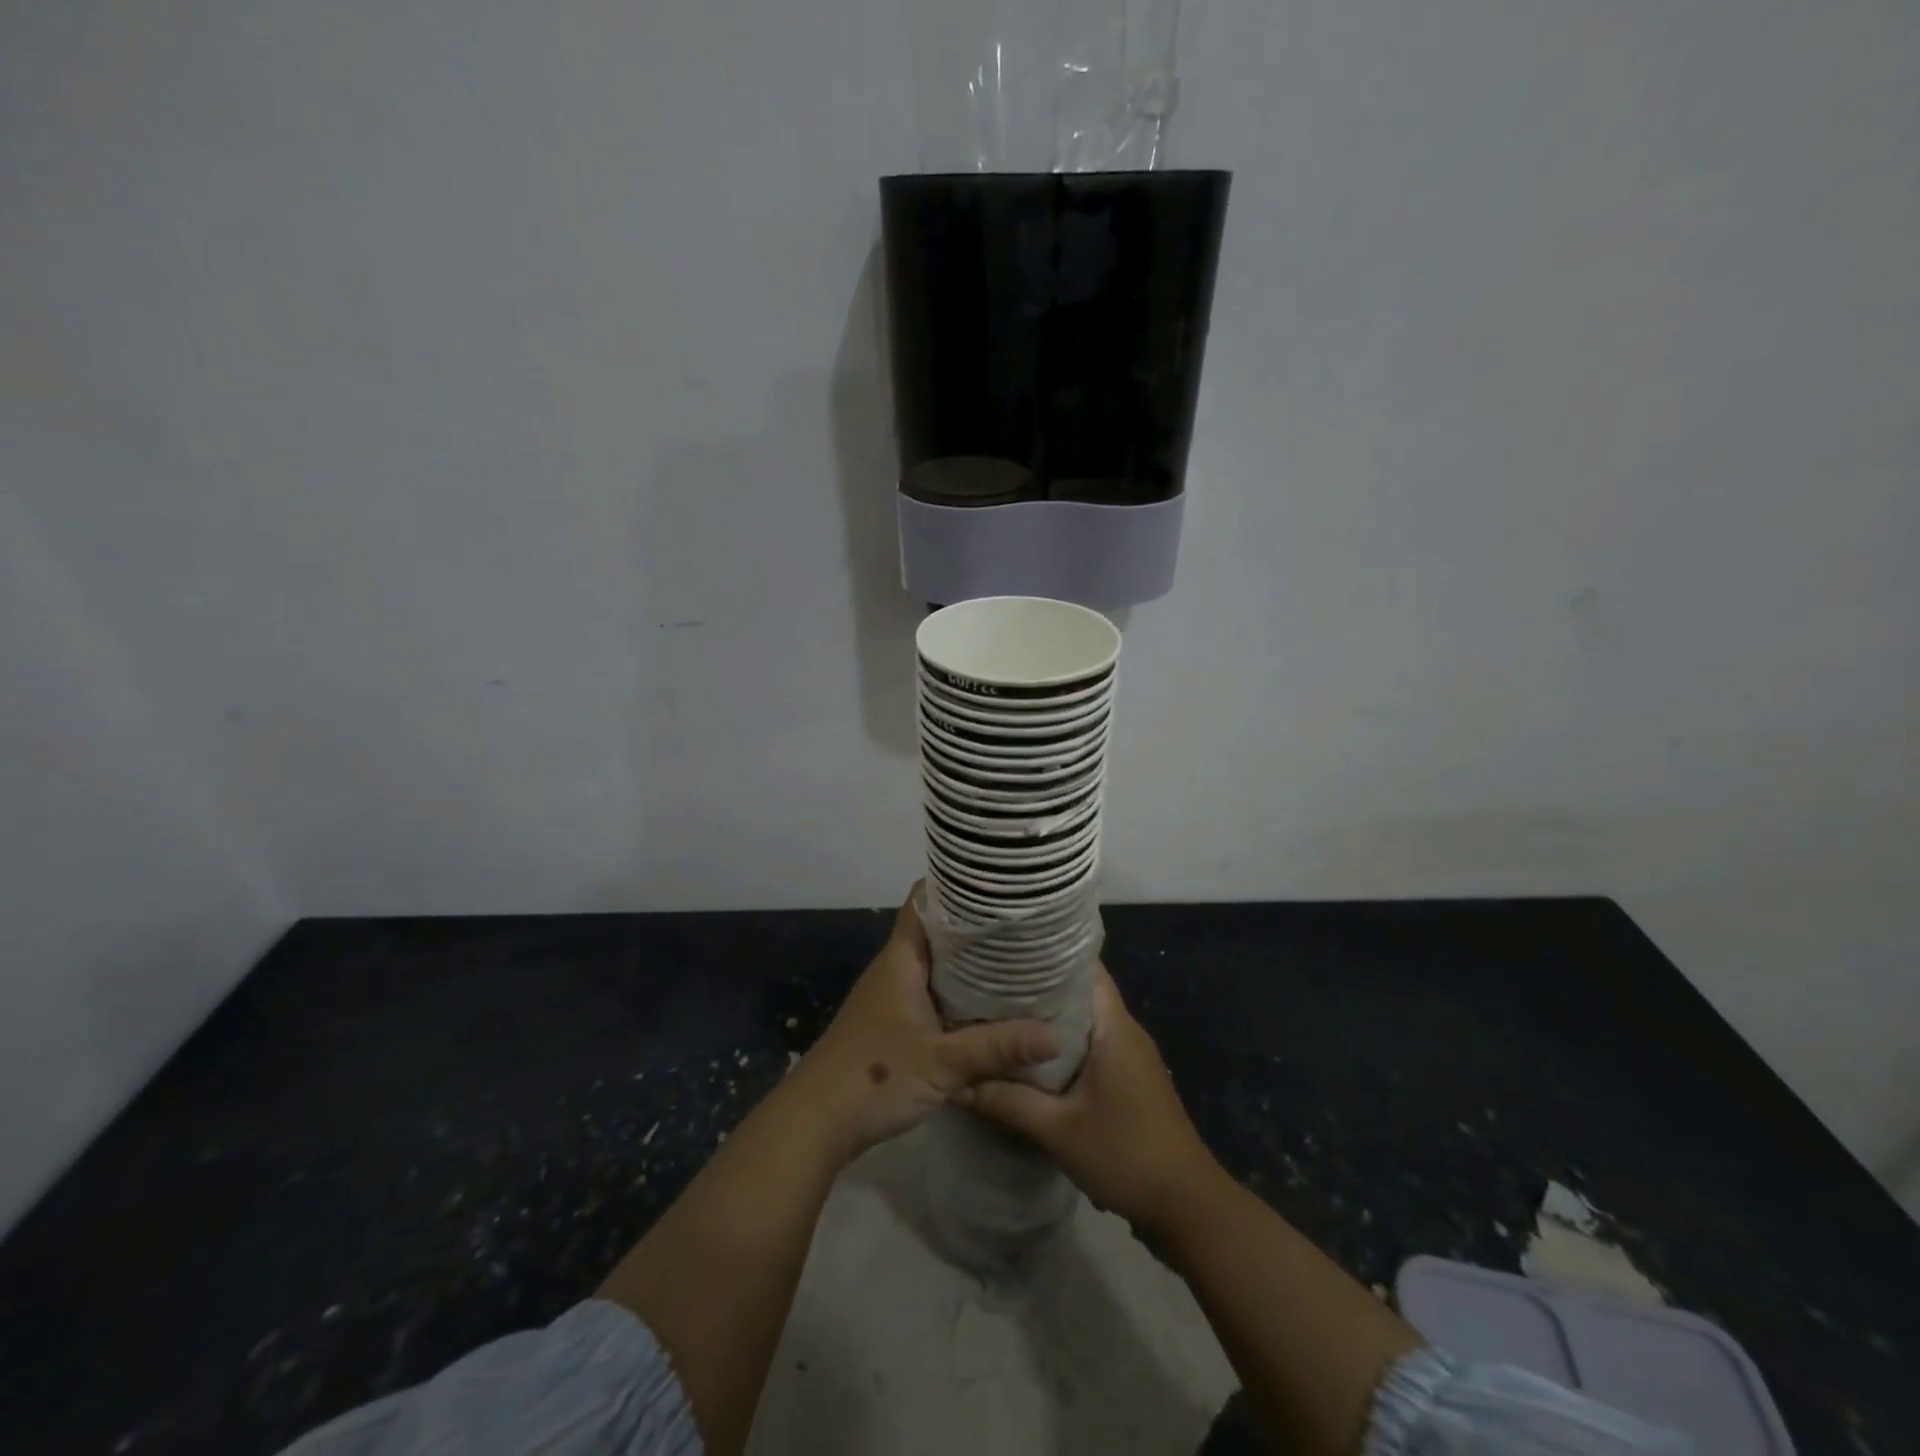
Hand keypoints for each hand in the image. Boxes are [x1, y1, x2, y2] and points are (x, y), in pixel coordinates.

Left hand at [792, 886, 1058, 1160]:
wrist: (817, 1122)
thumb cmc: (875, 1076)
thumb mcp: (943, 1062)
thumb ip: (997, 1047)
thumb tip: (1055, 1035)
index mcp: (901, 959)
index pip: (925, 902)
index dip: (956, 886)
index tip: (997, 883)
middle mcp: (895, 969)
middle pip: (936, 932)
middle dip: (975, 928)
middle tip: (1022, 924)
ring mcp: (892, 997)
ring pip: (935, 966)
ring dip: (968, 963)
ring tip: (1016, 958)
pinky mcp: (893, 1024)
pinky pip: (931, 994)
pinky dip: (958, 993)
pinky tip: (988, 1005)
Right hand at [958, 964, 1216, 1234]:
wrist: (1188, 1208)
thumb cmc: (1126, 1155)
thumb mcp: (1058, 1131)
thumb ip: (1007, 1103)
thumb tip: (957, 1084)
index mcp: (1114, 1026)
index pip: (1084, 967)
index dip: (1047, 954)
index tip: (1007, 952)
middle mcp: (1125, 1031)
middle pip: (1080, 991)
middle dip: (1039, 986)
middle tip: (991, 985)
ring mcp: (1130, 1056)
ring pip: (1084, 1020)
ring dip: (1049, 1019)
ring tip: (1002, 1016)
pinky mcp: (1130, 1080)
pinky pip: (1091, 1045)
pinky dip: (1062, 1045)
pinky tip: (1029, 1059)